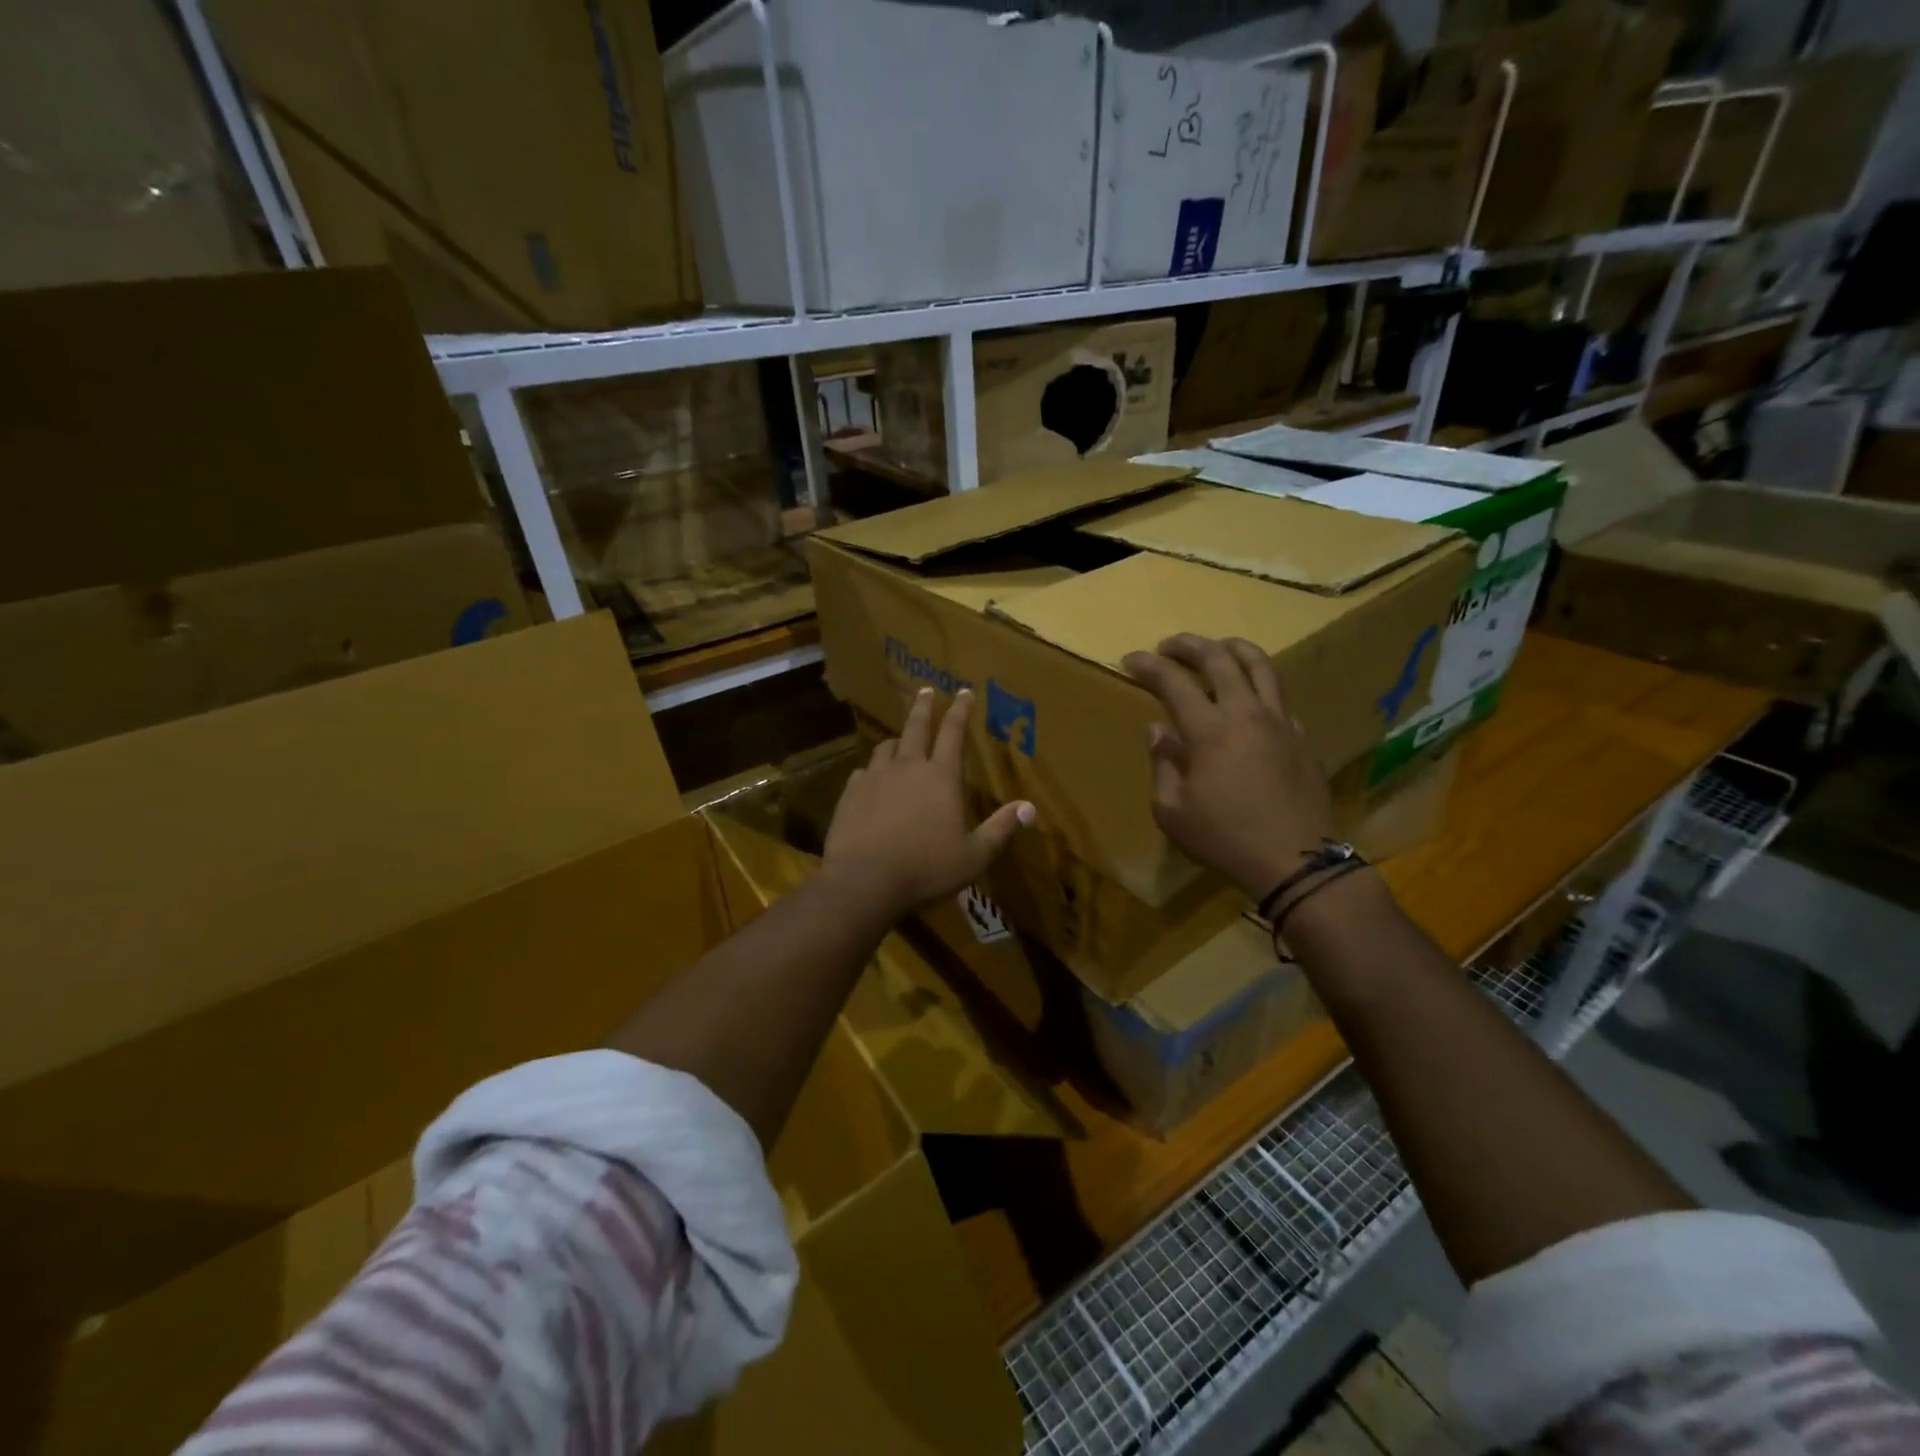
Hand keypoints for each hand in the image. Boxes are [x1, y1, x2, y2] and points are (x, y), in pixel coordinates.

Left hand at [823, 687, 1034, 918]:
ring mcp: (875, 778)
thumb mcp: (974, 856)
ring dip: (896, 741)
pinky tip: (870, 780)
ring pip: (886, 748)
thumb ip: (1001, 829)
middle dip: (924, 707)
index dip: (961, 710)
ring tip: (899, 742)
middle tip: (925, 690)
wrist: (864, 881)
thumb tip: (1030, 808)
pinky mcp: (850, 794)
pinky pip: (863, 772)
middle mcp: (908, 768)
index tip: (964, 691)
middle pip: (916, 727)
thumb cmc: (926, 868)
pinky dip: (872, 771)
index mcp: (941, 777)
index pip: (954, 733)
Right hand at [1122, 634, 1337, 900]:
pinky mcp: (1301, 737)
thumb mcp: (1172, 811)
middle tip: (1169, 645)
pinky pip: (1279, 697)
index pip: (1173, 682)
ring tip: (1217, 648)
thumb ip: (1163, 764)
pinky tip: (1249, 699)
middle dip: (1189, 644)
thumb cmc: (1224, 838)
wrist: (1296, 860)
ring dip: (1233, 649)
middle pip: (1219, 658)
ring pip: (1260, 666)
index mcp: (1209, 731)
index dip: (1148, 666)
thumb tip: (1158, 731)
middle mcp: (1246, 714)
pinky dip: (1258, 685)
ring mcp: (1279, 722)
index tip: (1131, 659)